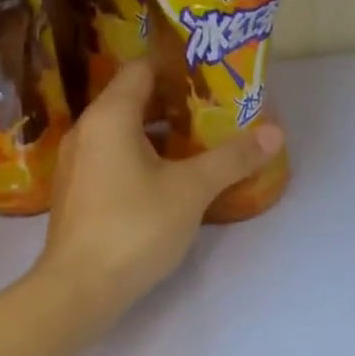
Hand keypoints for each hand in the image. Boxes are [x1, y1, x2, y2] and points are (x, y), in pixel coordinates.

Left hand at [35, 60, 285, 310]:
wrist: (79, 289)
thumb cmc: (135, 226)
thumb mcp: (192, 189)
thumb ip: (233, 158)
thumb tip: (276, 132)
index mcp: (110, 116)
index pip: (142, 69)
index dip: (177, 66)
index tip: (211, 73)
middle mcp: (87, 130)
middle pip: (134, 99)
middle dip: (176, 101)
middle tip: (217, 107)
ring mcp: (78, 163)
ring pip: (125, 131)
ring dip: (161, 132)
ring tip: (202, 139)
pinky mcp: (79, 191)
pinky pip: (114, 157)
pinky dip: (143, 155)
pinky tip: (172, 176)